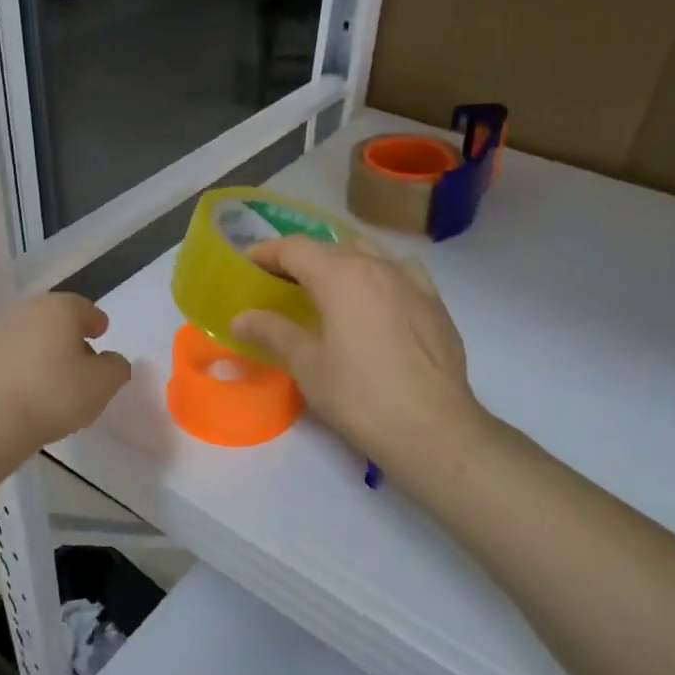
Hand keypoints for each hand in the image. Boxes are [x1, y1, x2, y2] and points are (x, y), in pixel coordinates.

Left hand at [0, 293, 131, 456]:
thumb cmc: (53, 395)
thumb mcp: (103, 384)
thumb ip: (116, 367)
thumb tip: (111, 361)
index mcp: (59, 308)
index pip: (85, 308)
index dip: (96, 322)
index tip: (102, 335)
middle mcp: (26, 310)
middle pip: (55, 319)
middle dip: (69, 335)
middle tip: (81, 359)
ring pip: (30, 336)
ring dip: (43, 350)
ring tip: (54, 378)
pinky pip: (10, 356)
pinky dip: (22, 366)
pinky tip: (27, 390)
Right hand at [231, 237, 490, 480]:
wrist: (433, 428)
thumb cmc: (359, 396)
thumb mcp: (307, 365)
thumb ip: (273, 332)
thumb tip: (240, 318)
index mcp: (342, 275)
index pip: (296, 248)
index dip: (268, 252)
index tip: (248, 263)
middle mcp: (378, 266)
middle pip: (331, 247)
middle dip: (301, 258)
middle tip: (279, 280)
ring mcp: (412, 281)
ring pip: (368, 253)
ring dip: (341, 261)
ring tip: (326, 286)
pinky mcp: (434, 303)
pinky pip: (399, 271)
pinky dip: (377, 274)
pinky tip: (374, 298)